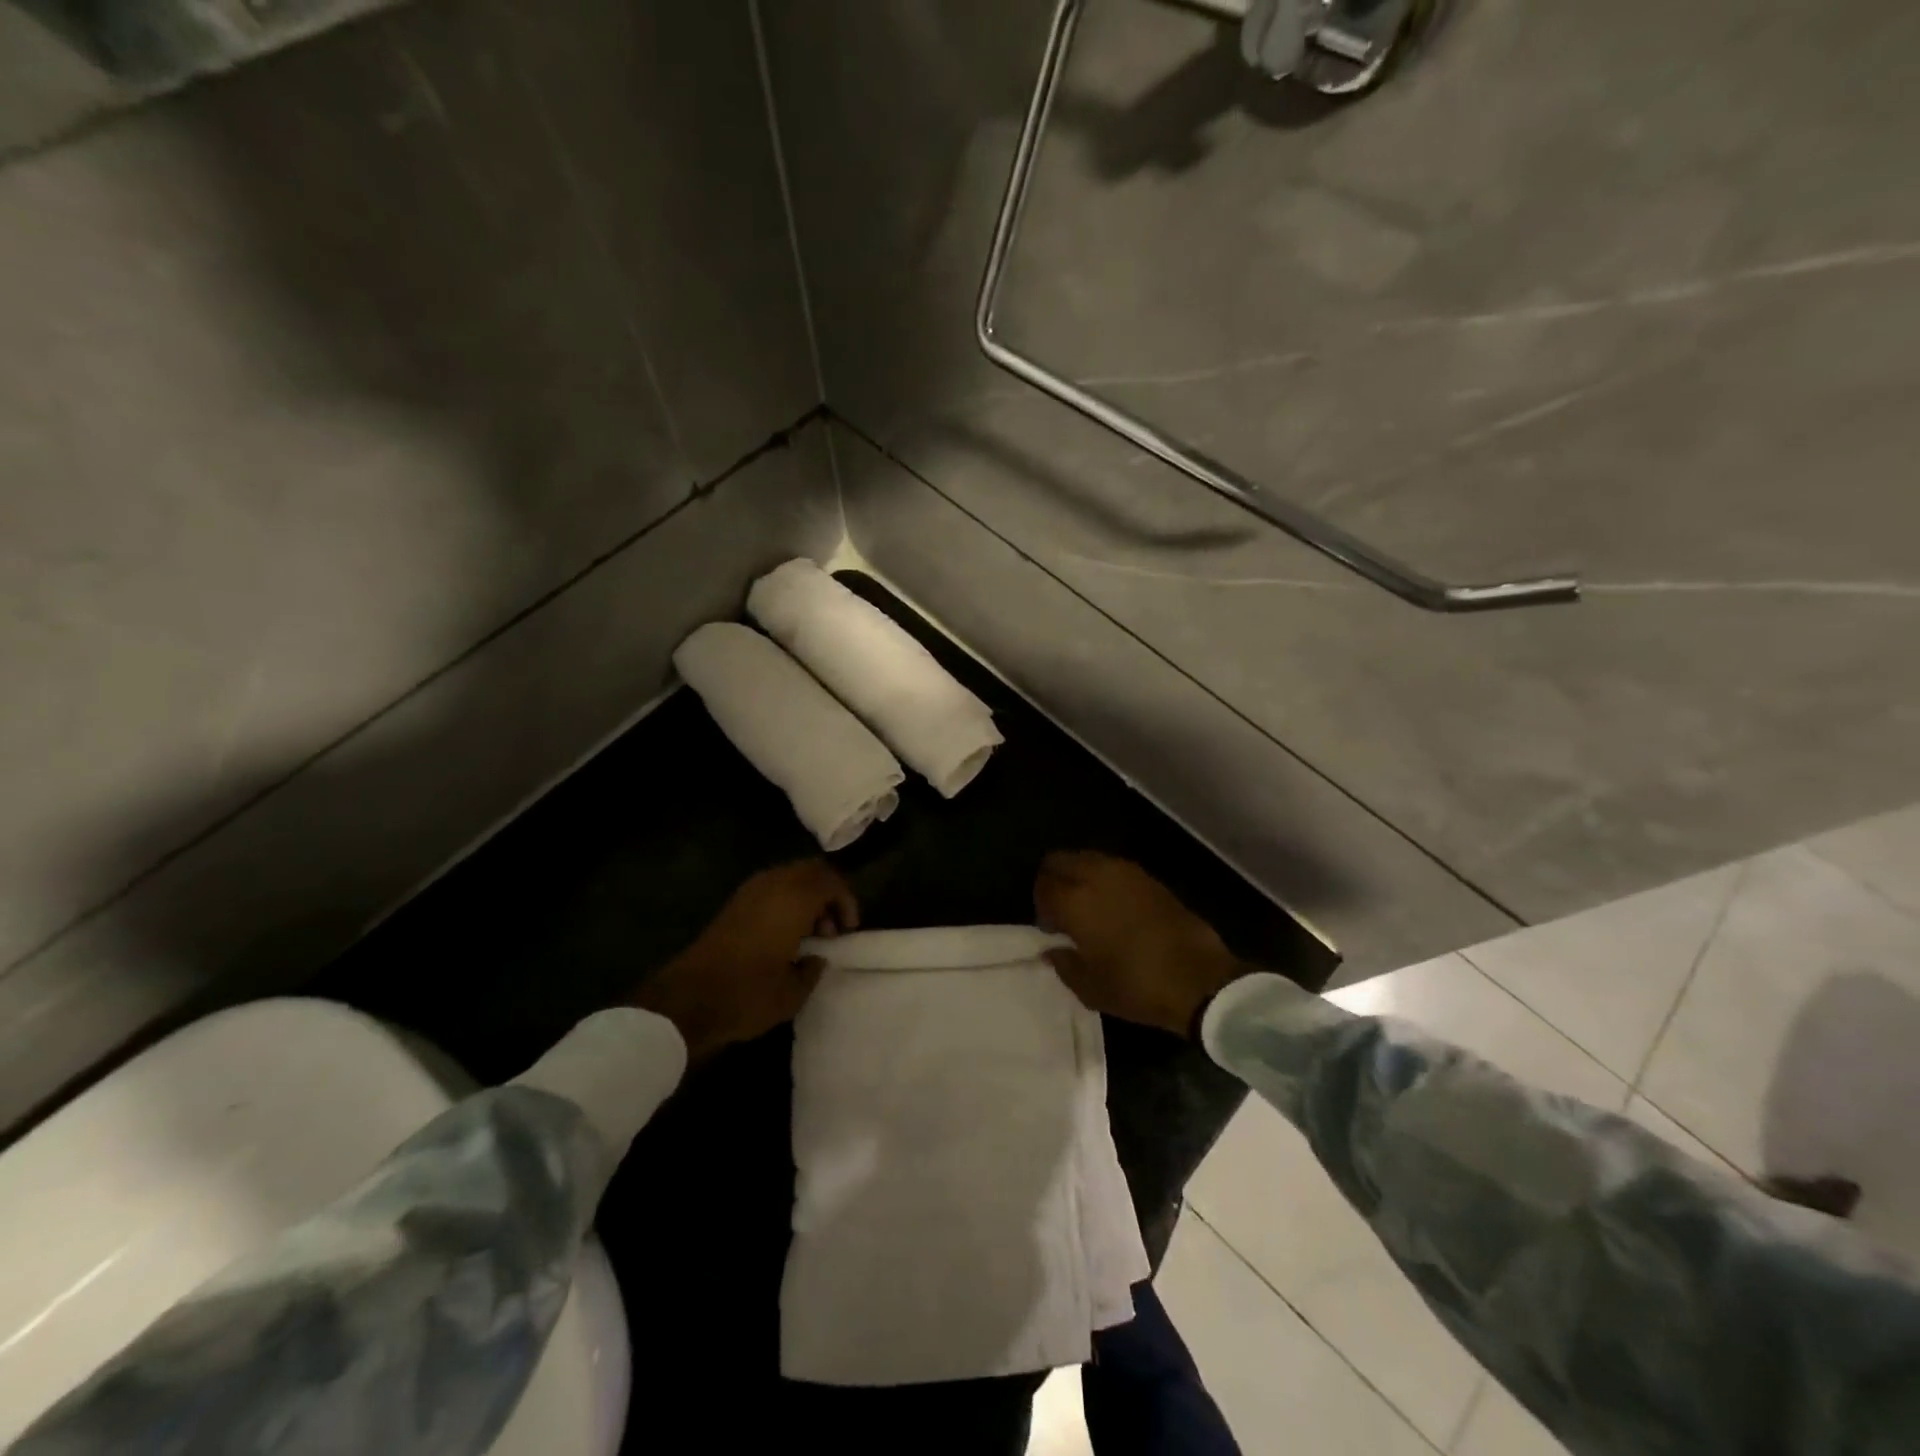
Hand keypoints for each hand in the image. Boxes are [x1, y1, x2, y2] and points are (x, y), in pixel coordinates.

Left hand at [636, 860, 857, 1061]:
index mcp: (794, 899)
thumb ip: (813, 970)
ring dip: (805, 898)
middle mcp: (773, 885)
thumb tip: (817, 958)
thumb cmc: (748, 994)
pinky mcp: (733, 905)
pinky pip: (771, 889)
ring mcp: (749, 892)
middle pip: (811, 871)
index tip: (848, 931)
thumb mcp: (793, 993)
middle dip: (827, 895)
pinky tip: (784, 936)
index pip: (831, 881)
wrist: (687, 1000)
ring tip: (809, 935)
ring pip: (789, 877)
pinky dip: (785, 903)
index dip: (846, 902)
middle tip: (831, 929)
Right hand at [1035, 852, 1244, 1037]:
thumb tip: (1052, 949)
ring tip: (1090, 909)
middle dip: (1055, 881)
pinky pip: (1112, 868)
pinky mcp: (1149, 877)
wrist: (1199, 978)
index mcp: (1074, 900)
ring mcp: (1125, 872)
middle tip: (1063, 912)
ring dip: (1080, 877)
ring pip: (1087, 859)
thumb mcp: (1089, 988)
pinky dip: (1104, 880)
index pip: (1043, 886)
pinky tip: (1115, 909)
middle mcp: (1096, 875)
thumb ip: (1063, 964)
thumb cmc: (1136, 986)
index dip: (1041, 906)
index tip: (1051, 930)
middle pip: (1060, 861)